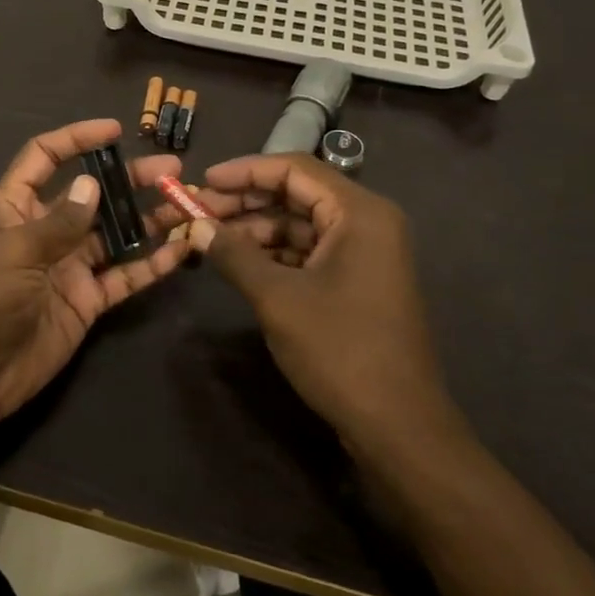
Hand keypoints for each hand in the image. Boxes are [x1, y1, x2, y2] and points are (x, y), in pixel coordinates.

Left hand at [0, 119, 191, 422]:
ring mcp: (68, 265)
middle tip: (172, 171)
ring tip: (187, 205)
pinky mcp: (86, 300)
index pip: (44, 157)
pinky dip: (151, 265)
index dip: (76, 139)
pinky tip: (181, 251)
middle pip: (92, 194)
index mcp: (15, 207)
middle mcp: (45, 229)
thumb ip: (59, 222)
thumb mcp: (15, 252)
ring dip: (149, 220)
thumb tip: (92, 184)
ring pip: (115, 234)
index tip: (115, 130)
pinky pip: (123, 276)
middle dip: (130, 180)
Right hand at [183, 153, 463, 455]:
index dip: (244, 170)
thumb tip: (196, 225)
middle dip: (246, 200)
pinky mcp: (357, 280)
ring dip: (256, 228)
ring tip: (210, 237)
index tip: (203, 180)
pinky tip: (239, 261)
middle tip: (198, 210)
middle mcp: (367, 222)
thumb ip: (234, 254)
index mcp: (359, 212)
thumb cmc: (340, 351)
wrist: (398, 426)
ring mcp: (365, 253)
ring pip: (301, 223)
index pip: (294, 169)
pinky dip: (274, 252)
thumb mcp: (278, 298)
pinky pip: (310, 250)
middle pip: (297, 193)